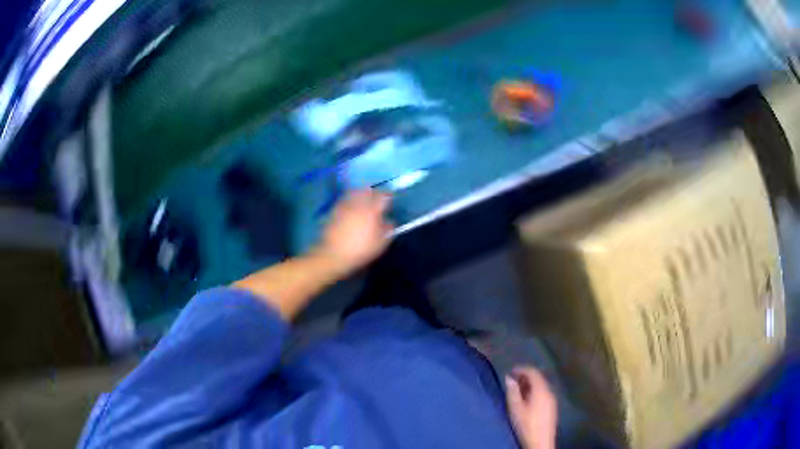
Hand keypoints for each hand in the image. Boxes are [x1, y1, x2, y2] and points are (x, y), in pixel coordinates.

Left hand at [315, 189, 393, 275]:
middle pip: (367, 190)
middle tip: (376, 197)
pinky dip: (350, 199)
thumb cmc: (360, 250)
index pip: (382, 196)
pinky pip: (345, 199)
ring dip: (360, 193)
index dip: (388, 195)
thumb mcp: (380, 244)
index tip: (390, 198)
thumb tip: (390, 222)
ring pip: (354, 192)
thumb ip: (387, 230)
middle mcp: (358, 204)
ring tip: (363, 199)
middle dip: (373, 192)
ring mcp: (345, 206)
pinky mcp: (334, 210)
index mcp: (371, 211)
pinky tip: (351, 207)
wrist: (333, 254)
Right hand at [505, 367, 557, 448]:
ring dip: (529, 385)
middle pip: (538, 378)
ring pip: (541, 386)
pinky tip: (526, 401)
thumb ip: (512, 392)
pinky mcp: (552, 407)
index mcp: (541, 390)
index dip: (522, 369)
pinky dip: (534, 392)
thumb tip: (509, 378)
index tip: (511, 371)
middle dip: (525, 377)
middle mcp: (549, 392)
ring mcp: (552, 400)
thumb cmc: (526, 425)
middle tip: (512, 381)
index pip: (533, 372)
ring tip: (517, 391)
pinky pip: (543, 393)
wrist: (540, 442)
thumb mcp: (515, 409)